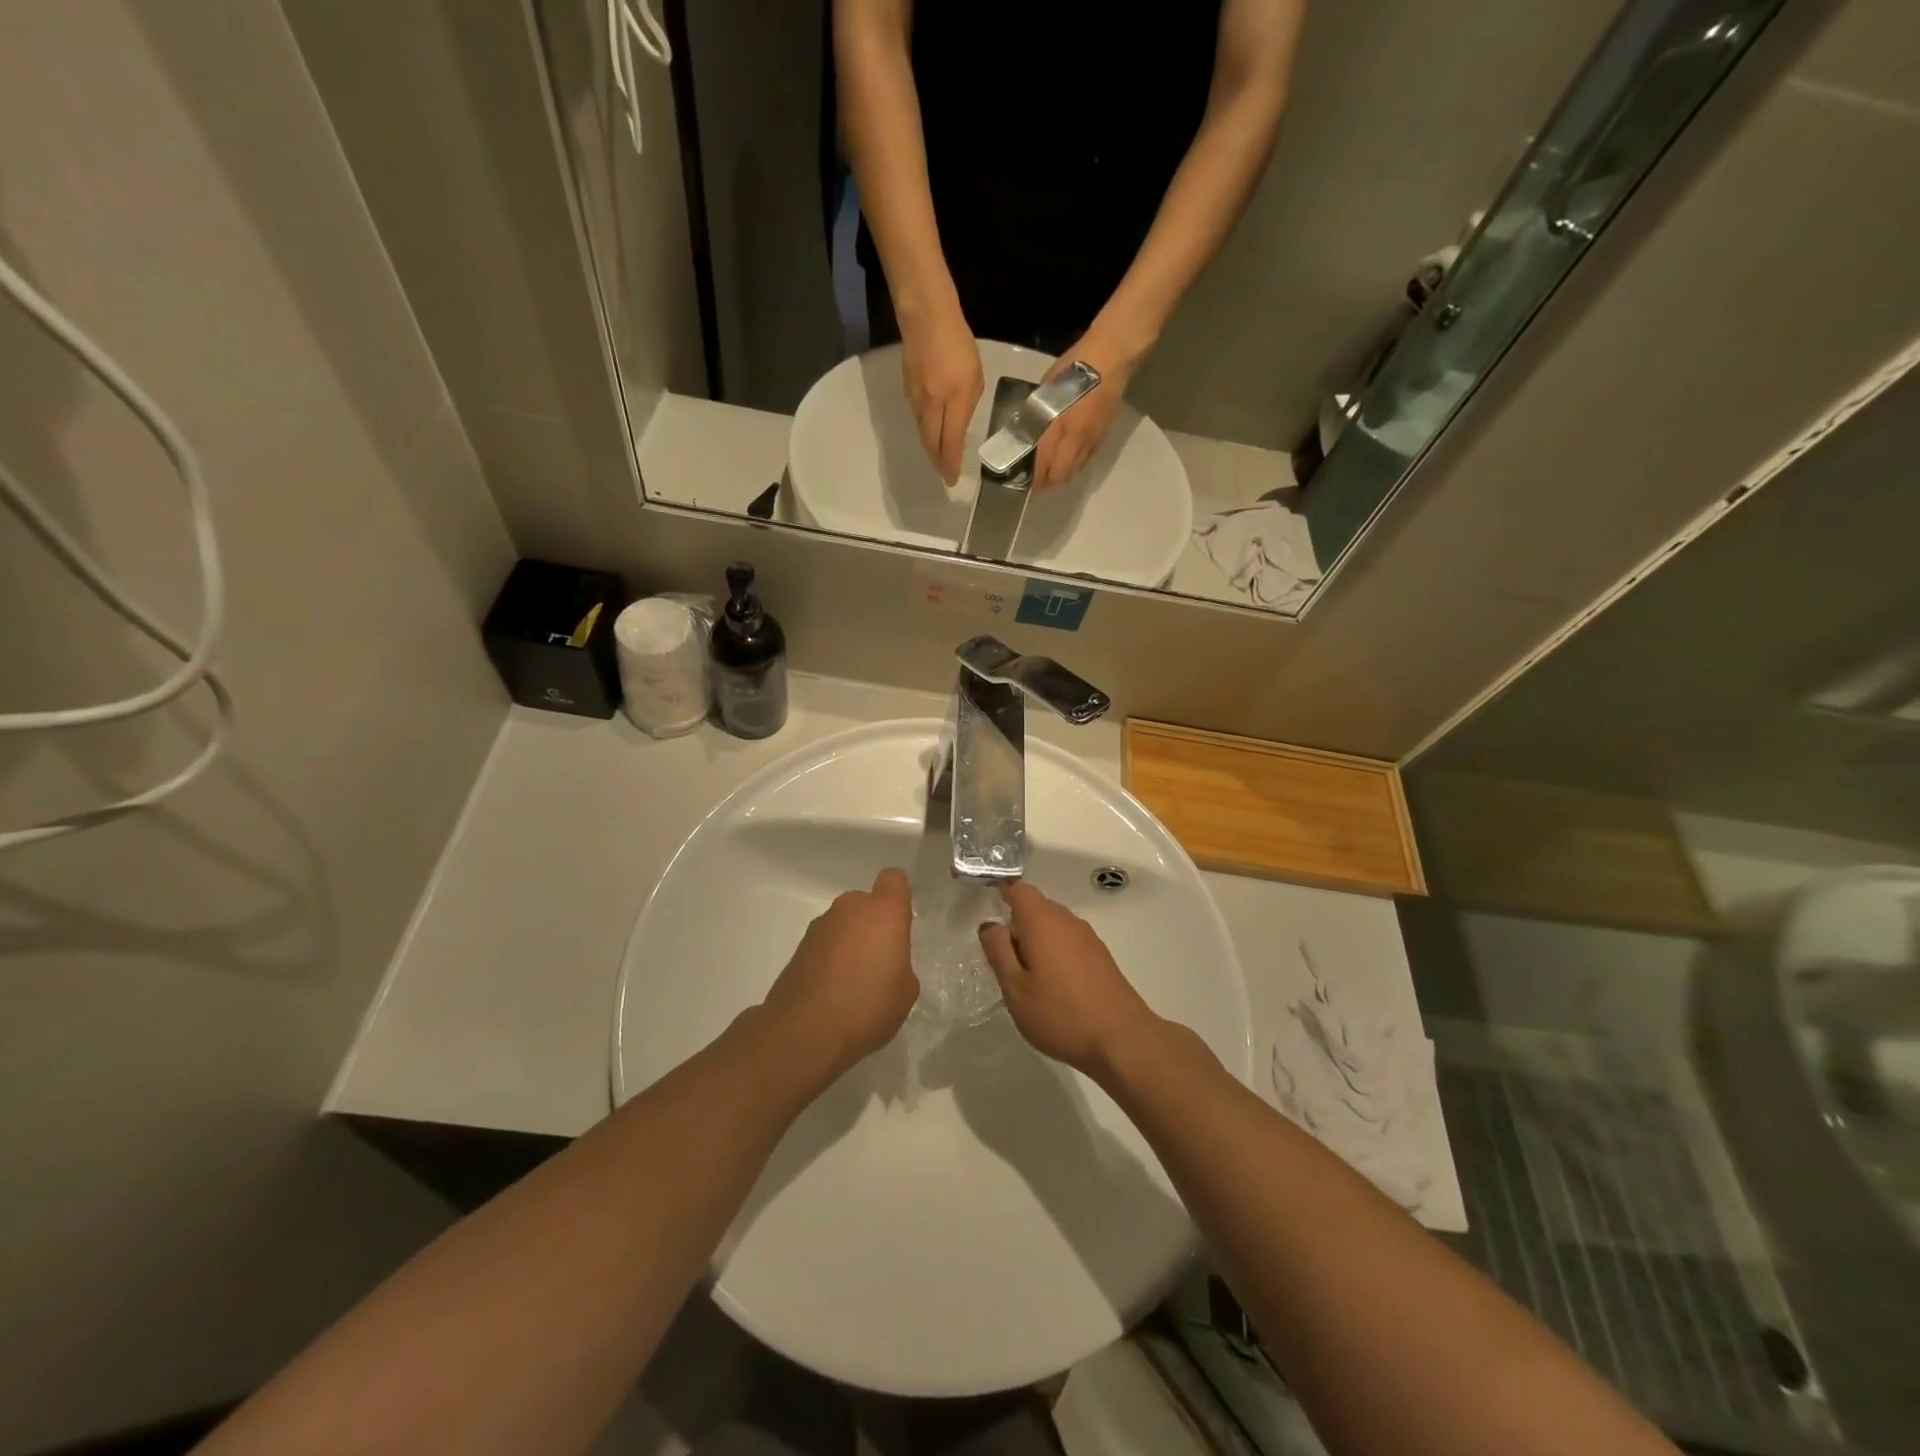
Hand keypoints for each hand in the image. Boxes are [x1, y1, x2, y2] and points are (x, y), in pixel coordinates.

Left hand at [763, 869, 918, 1079]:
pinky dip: (830, 958)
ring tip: (854, 981)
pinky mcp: (798, 948)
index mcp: (883, 912)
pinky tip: (833, 991)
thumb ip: (900, 964)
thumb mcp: (906, 990)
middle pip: (866, 903)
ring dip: (850, 941)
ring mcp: (820, 926)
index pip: (894, 879)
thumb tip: (886, 963)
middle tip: (880, 959)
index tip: (902, 922)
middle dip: (873, 924)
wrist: (805, 1032)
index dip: (899, 896)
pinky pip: (825, 944)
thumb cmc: (867, 1006)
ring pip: (843, 923)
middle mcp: (850, 908)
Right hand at [900, 303, 983, 485]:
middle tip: (943, 475)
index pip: (949, 444)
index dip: (949, 464)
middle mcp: (930, 407)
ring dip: (931, 448)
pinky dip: (925, 431)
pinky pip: (918, 418)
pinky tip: (931, 432)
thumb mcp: (974, 377)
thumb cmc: (958, 343)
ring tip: (938, 458)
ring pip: (923, 432)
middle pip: (931, 444)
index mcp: (951, 403)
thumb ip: (967, 405)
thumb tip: (958, 425)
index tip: (951, 480)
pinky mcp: (908, 390)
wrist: (925, 316)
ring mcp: (915, 399)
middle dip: (937, 462)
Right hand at [977, 882, 1163, 1078]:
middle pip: (1036, 905)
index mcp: (1042, 921)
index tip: (985, 904)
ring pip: (1053, 924)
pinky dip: (1053, 949)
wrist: (1122, 1039)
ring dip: (1035, 937)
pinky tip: (1051, 982)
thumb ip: (998, 951)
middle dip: (1015, 920)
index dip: (1000, 890)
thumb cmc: (1060, 1014)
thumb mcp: (1015, 988)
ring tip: (1023, 972)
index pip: (1018, 888)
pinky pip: (1068, 939)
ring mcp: (1087, 937)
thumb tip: (989, 925)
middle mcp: (1066, 920)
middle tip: (999, 953)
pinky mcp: (1100, 955)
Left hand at [1031, 325, 1140, 491]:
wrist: (1110, 359)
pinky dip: (1074, 464)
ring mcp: (1091, 441)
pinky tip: (1068, 458)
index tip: (1023, 480)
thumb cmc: (1072, 369)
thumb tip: (1025, 433)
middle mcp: (1076, 440)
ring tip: (1050, 471)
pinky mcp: (1102, 437)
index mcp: (1059, 427)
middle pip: (1061, 475)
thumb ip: (1036, 416)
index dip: (1034, 477)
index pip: (1044, 465)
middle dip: (1047, 482)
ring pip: (1074, 470)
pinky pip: (1085, 460)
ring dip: (1061, 474)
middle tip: (1036, 479)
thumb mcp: (1045, 391)